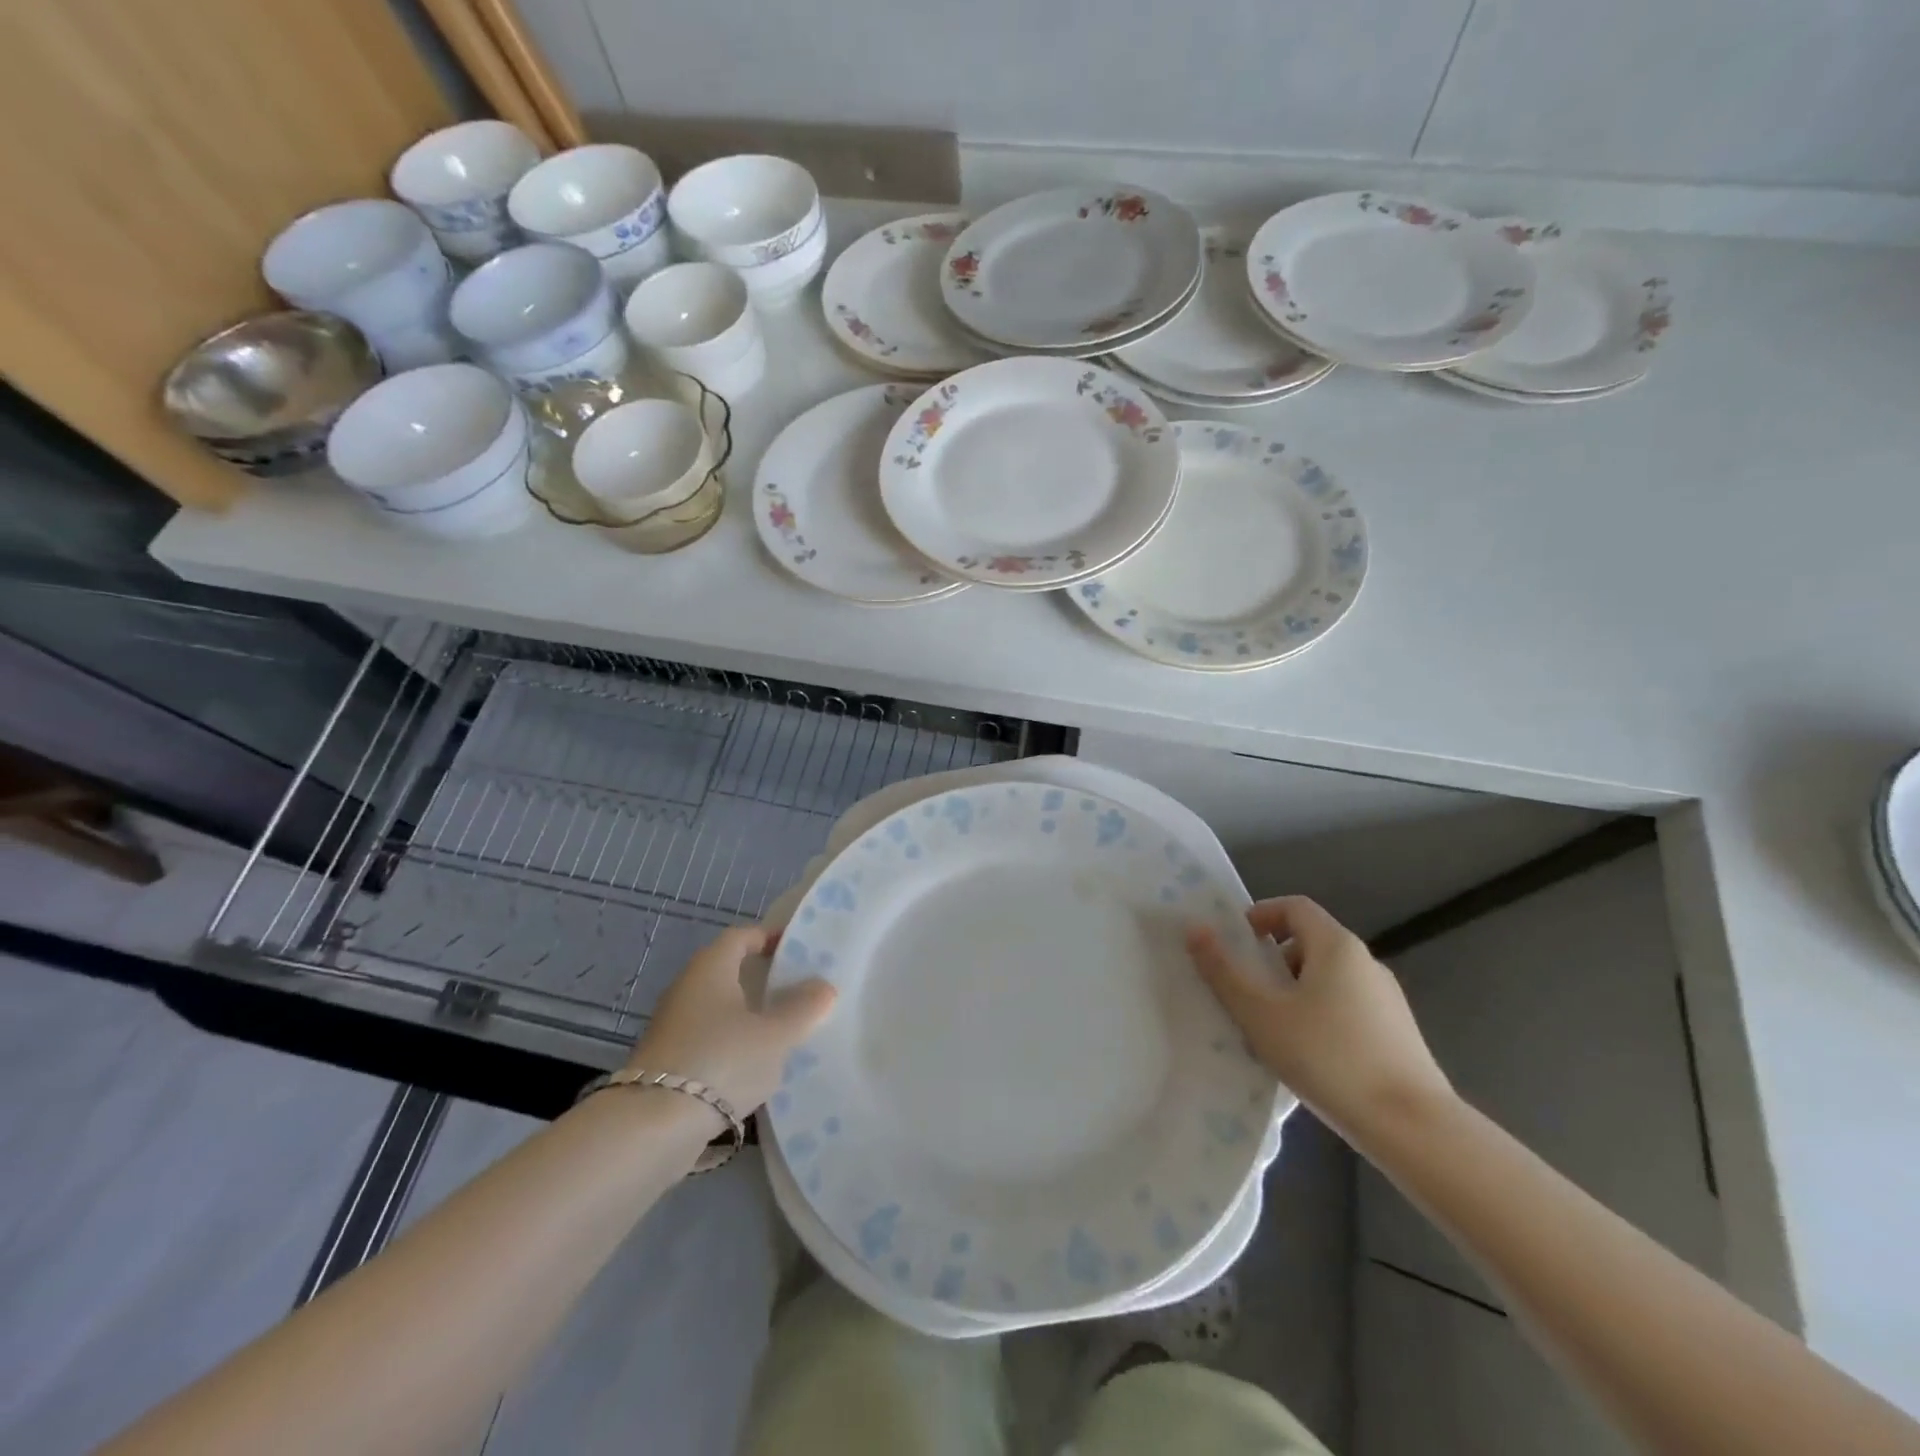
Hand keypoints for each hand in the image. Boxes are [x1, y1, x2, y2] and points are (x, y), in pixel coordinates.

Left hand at [628, 926, 835, 1114]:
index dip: (769, 937)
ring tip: (784, 1033)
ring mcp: (673, 1026)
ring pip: (719, 1009)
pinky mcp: (667, 1061)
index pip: (741, 936)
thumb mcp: (776, 1034)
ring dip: (749, 1016)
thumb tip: (823, 986)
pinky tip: (755, 1068)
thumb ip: (803, 1008)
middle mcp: (687, 988)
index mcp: (711, 967)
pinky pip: (709, 1040)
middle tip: (798, 992)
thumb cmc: (721, 1060)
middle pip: (729, 972)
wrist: (653, 1126)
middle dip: (762, 980)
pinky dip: (732, 1045)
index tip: (796, 950)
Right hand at [1186, 896, 1451, 1139]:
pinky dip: (1319, 1015)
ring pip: (1327, 977)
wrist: (1412, 1128)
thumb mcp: (1260, 1013)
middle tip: (1245, 991)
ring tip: (1270, 1029)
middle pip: (1310, 941)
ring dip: (1293, 990)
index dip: (1260, 915)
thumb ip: (1223, 971)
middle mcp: (1365, 962)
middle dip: (1271, 959)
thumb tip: (1195, 929)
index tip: (1235, 944)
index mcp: (1336, 946)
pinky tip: (1307, 1056)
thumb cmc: (1327, 1057)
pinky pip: (1346, 1006)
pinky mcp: (1396, 1033)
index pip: (1294, 906)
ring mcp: (1386, 998)